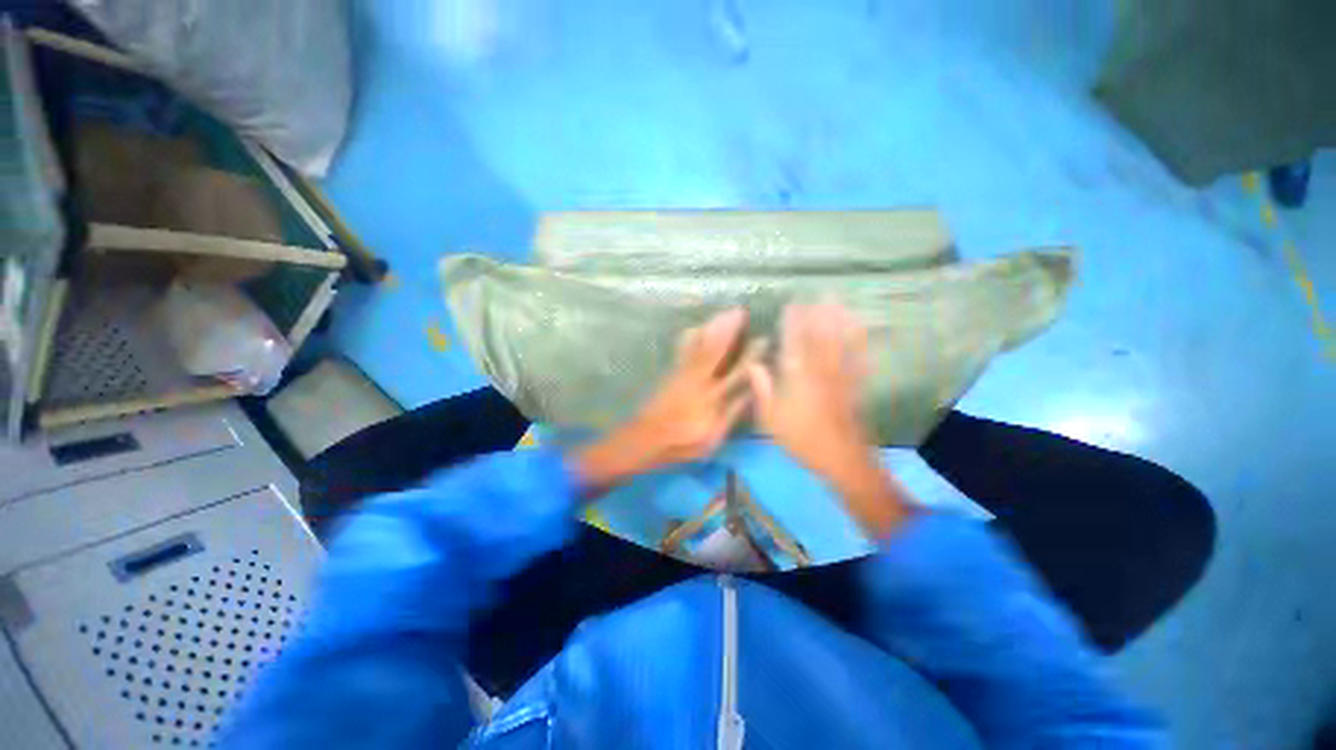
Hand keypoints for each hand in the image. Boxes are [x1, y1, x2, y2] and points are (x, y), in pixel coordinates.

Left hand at [576, 308, 761, 493]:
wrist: (645, 440)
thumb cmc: (682, 444)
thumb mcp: (712, 438)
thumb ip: (731, 414)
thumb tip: (748, 393)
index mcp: (711, 401)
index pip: (736, 374)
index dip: (750, 356)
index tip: (763, 339)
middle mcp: (697, 383)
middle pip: (715, 352)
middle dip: (728, 331)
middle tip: (739, 311)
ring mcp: (681, 375)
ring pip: (699, 347)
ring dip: (712, 329)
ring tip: (724, 313)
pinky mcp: (670, 373)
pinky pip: (682, 351)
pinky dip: (691, 337)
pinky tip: (695, 328)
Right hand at [748, 302, 870, 478]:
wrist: (841, 460)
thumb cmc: (801, 440)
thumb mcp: (771, 419)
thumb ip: (762, 389)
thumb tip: (753, 364)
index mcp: (798, 379)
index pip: (794, 343)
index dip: (793, 322)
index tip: (792, 305)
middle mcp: (821, 372)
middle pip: (820, 337)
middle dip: (818, 315)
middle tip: (818, 296)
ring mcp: (842, 377)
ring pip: (842, 343)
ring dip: (840, 321)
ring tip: (839, 303)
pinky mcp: (856, 385)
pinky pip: (859, 359)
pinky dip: (860, 342)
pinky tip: (860, 331)